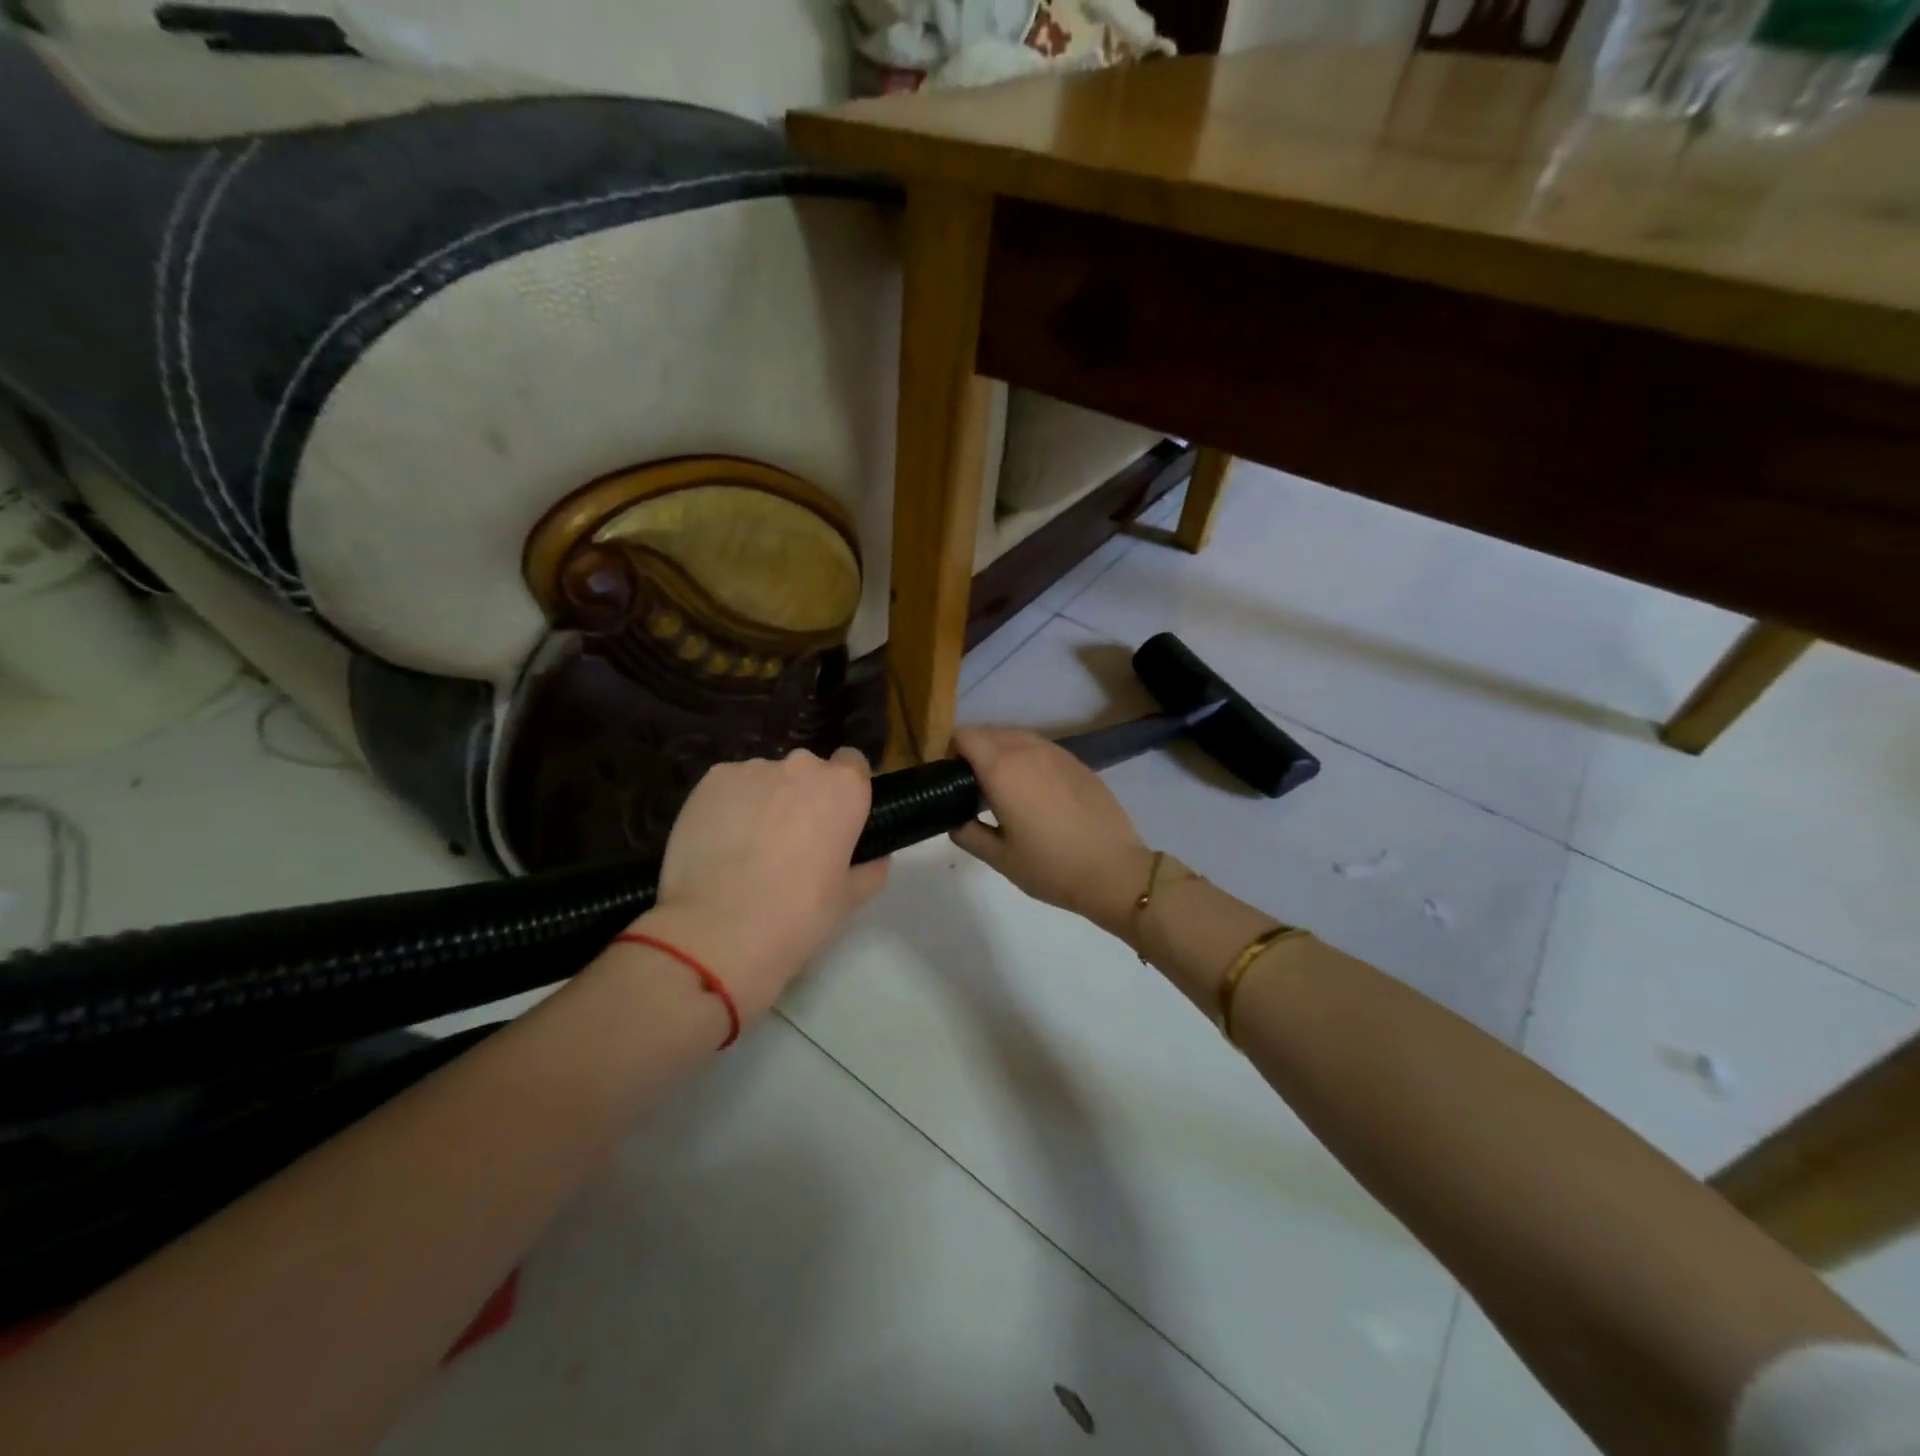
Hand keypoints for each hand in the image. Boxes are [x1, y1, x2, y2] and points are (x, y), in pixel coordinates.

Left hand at [640, 747, 887, 1016]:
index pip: (853, 764)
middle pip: (808, 771)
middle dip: (803, 797)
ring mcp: (752, 769)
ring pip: (766, 779)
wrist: (718, 929)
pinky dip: (730, 807)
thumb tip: (873, 857)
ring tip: (749, 849)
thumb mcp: (851, 899)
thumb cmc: (798, 914)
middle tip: (793, 843)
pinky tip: (721, 845)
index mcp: (844, 787)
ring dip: (766, 802)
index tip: (836, 820)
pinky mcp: (711, 781)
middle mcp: (801, 766)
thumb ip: (870, 868)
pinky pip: (730, 788)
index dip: (845, 791)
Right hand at [949, 726, 1151, 936]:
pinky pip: (1041, 749)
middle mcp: (1028, 750)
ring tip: (1005, 789)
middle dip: (976, 751)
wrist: (1114, 871)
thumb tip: (954, 819)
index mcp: (1002, 769)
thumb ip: (967, 833)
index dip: (952, 751)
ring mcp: (1057, 753)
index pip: (965, 736)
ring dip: (1003, 753)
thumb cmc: (1051, 867)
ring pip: (1017, 737)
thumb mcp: (999, 858)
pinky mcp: (1078, 762)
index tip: (952, 779)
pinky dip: (1028, 759)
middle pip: (990, 732)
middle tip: (974, 788)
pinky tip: (1036, 793)